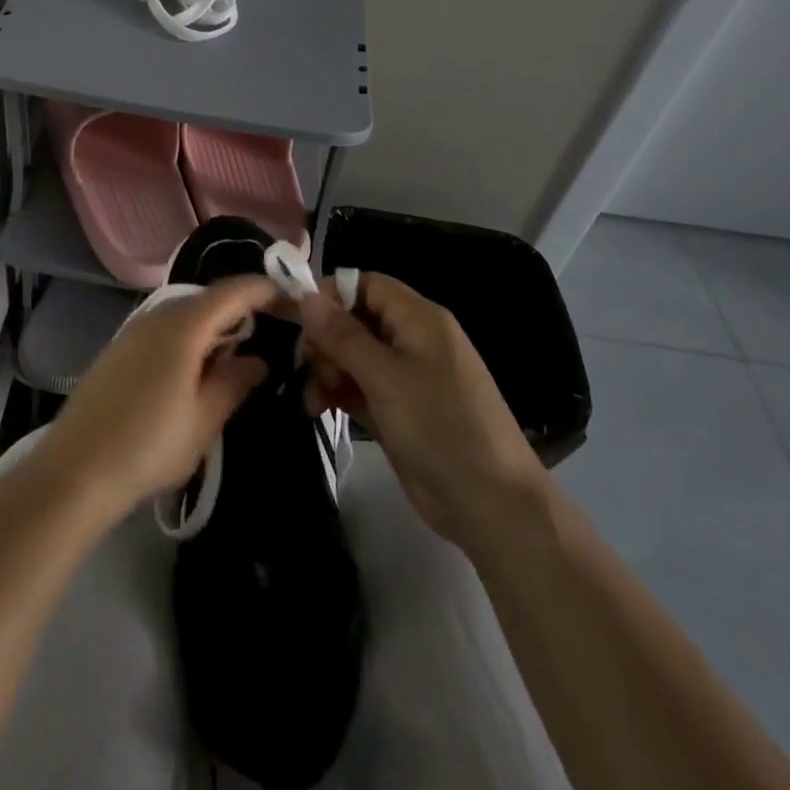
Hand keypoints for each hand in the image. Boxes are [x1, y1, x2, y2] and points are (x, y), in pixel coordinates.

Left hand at [39, 277, 275, 520]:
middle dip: (240, 309)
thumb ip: (234, 382)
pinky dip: (188, 338)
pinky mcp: (117, 350)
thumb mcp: (204, 419)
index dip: (264, 290)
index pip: (232, 291)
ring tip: (238, 352)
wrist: (77, 469)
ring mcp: (132, 332)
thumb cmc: (149, 444)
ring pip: (183, 315)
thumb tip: (257, 360)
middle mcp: (156, 316)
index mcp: (183, 326)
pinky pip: (163, 330)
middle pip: (206, 299)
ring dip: (213, 326)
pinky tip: (195, 368)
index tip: (293, 300)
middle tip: (271, 331)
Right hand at [295, 273, 549, 559]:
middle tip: (310, 367)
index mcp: (418, 319)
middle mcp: (411, 340)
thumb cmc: (439, 427)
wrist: (490, 505)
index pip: (366, 284)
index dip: (331, 295)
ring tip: (314, 399)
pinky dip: (336, 393)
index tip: (300, 320)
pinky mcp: (396, 408)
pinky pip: (357, 386)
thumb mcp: (385, 377)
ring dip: (326, 370)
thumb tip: (307, 296)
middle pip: (354, 319)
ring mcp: (404, 376)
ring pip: (351, 355)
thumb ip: (343, 335)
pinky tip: (317, 409)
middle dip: (325, 340)